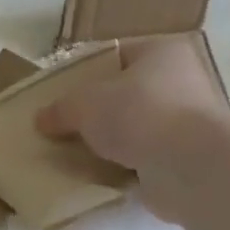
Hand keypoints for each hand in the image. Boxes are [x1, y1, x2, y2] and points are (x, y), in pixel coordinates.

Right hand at [36, 37, 229, 222]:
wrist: (188, 164)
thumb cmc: (138, 114)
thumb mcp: (84, 104)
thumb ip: (60, 109)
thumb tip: (41, 119)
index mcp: (160, 52)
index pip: (117, 55)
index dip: (85, 72)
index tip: (60, 94)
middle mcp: (179, 81)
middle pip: (124, 94)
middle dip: (95, 112)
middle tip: (63, 127)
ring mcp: (184, 121)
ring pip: (133, 128)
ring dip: (108, 142)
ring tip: (74, 155)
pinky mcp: (183, 157)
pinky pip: (142, 158)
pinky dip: (122, 166)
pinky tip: (97, 176)